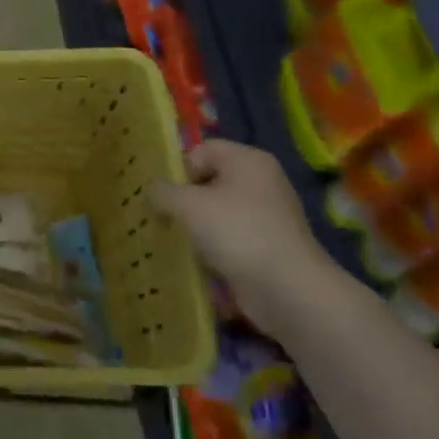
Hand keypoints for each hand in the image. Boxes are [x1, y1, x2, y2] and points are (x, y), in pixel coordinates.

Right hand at [151, 139, 338, 334]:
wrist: (287, 288)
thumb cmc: (236, 231)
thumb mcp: (187, 205)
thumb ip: (162, 192)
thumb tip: (152, 191)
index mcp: (248, 160)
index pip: (201, 150)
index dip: (179, 170)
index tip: (164, 196)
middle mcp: (261, 181)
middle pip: (209, 180)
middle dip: (184, 199)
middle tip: (163, 218)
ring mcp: (268, 215)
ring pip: (218, 211)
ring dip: (196, 225)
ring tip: (178, 240)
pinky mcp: (267, 245)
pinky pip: (230, 236)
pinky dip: (213, 246)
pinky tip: (200, 260)